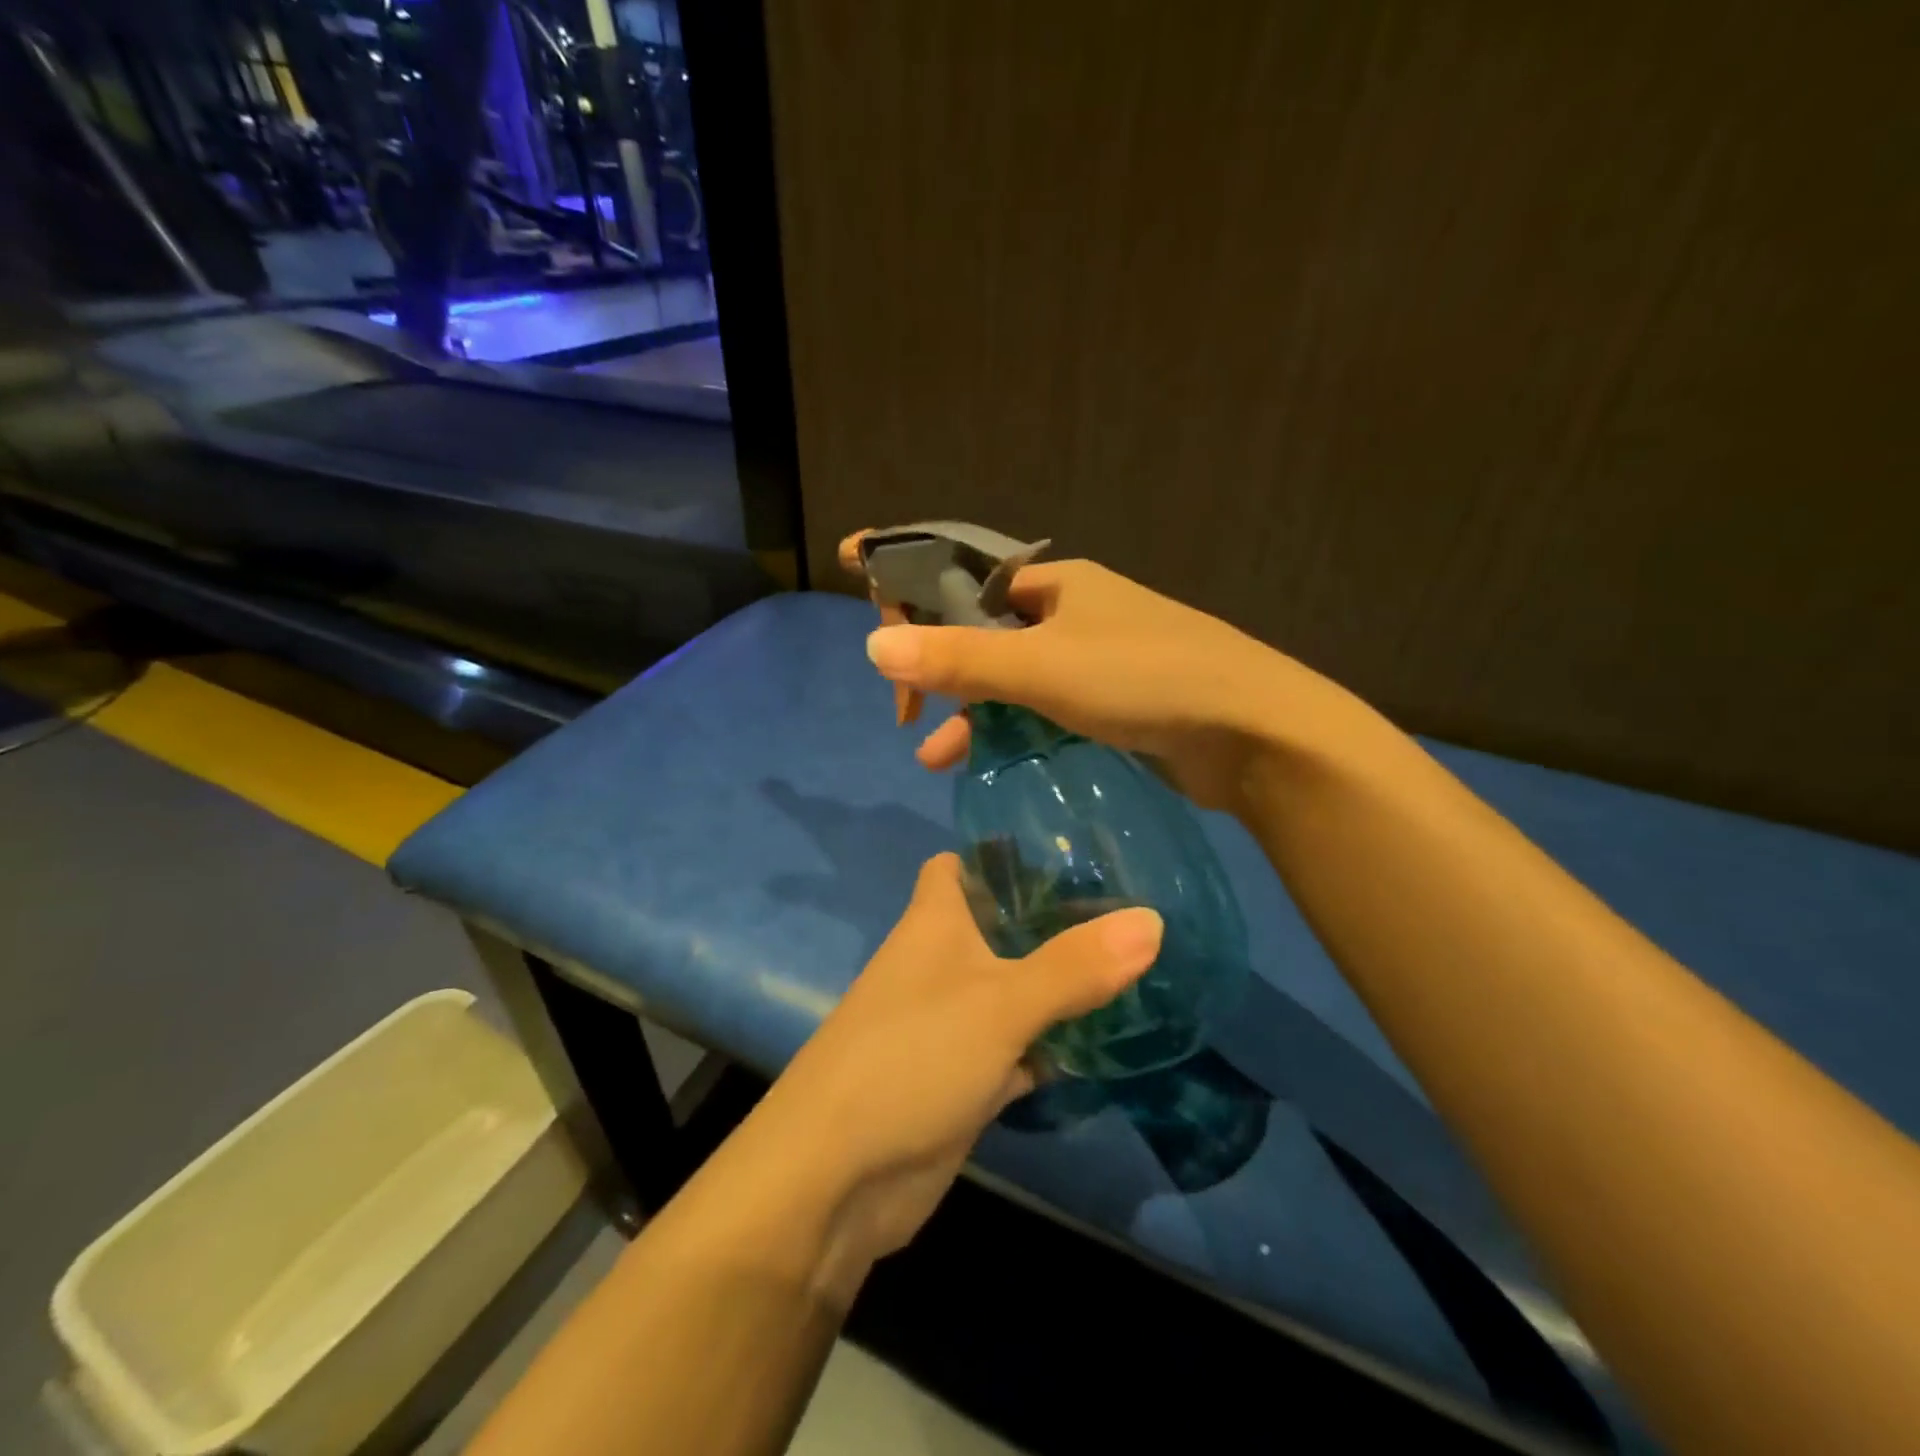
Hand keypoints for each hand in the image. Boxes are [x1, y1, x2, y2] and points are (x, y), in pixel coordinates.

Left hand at [756, 853, 1160, 1266]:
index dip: (1001, 850)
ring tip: (1134, 963)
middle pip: (998, 925)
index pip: (958, 864)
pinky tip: (1106, 1040)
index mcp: (933, 922)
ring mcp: (950, 1023)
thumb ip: (1074, 965)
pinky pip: (1017, 1047)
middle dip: (1052, 918)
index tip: (1065, 844)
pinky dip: (1052, 1045)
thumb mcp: (1001, 1004)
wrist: (837, 1178)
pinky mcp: (963, 1077)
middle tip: (1129, 905)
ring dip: (1059, 983)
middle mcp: (939, 963)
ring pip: (1013, 987)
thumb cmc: (912, 1057)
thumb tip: (1153, 919)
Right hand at [839, 532, 1318, 811]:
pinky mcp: (1110, 704)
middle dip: (936, 667)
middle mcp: (1071, 613)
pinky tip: (981, 759)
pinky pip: (1040, 709)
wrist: (1255, 734)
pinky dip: (1008, 729)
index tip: (863, 601)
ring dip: (968, 709)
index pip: (962, 574)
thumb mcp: (1042, 667)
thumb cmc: (1145, 679)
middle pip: (980, 630)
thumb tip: (873, 645)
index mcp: (1054, 584)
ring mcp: (1093, 659)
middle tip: (902, 712)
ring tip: (931, 756)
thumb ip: (959, 658)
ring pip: (1009, 677)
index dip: (909, 584)